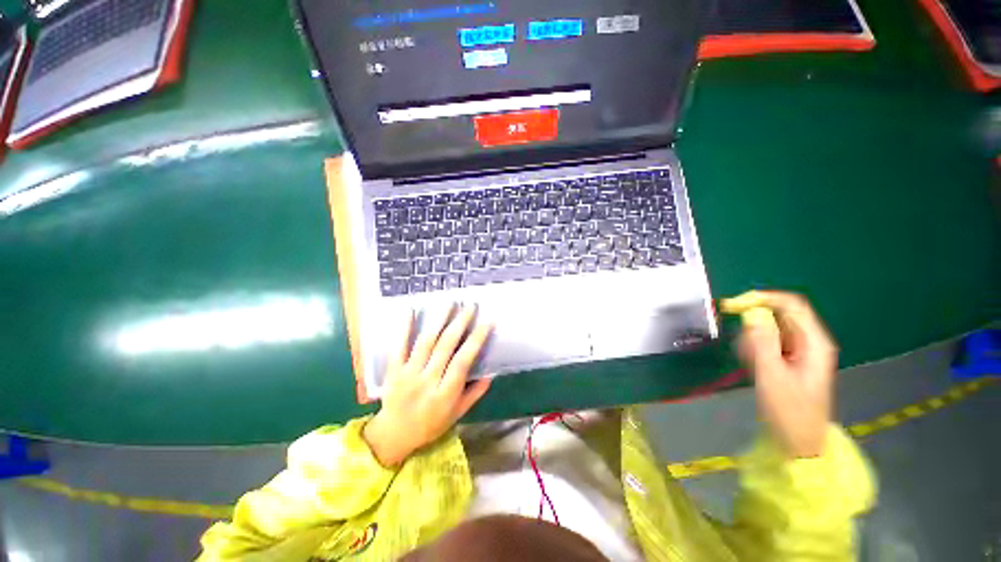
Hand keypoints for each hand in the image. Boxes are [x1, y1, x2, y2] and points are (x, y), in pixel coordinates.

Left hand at [363, 305, 493, 466]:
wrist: (393, 435)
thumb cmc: (430, 425)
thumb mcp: (458, 414)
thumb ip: (475, 393)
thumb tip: (490, 373)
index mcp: (445, 394)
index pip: (463, 361)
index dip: (476, 339)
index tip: (487, 322)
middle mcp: (427, 381)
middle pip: (445, 346)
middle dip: (460, 323)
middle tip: (470, 306)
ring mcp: (408, 374)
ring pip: (425, 342)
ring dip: (439, 320)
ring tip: (450, 303)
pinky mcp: (393, 370)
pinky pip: (398, 346)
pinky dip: (404, 328)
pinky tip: (410, 311)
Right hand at [721, 291, 837, 457]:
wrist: (799, 443)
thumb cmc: (789, 412)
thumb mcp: (772, 377)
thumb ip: (762, 342)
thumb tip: (752, 313)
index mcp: (814, 343)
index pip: (791, 305)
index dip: (762, 299)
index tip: (732, 306)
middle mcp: (809, 341)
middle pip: (779, 314)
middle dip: (753, 323)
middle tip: (740, 344)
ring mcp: (799, 350)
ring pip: (769, 328)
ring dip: (752, 339)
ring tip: (750, 363)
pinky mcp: (788, 359)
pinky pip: (767, 342)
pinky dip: (754, 348)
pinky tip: (753, 366)